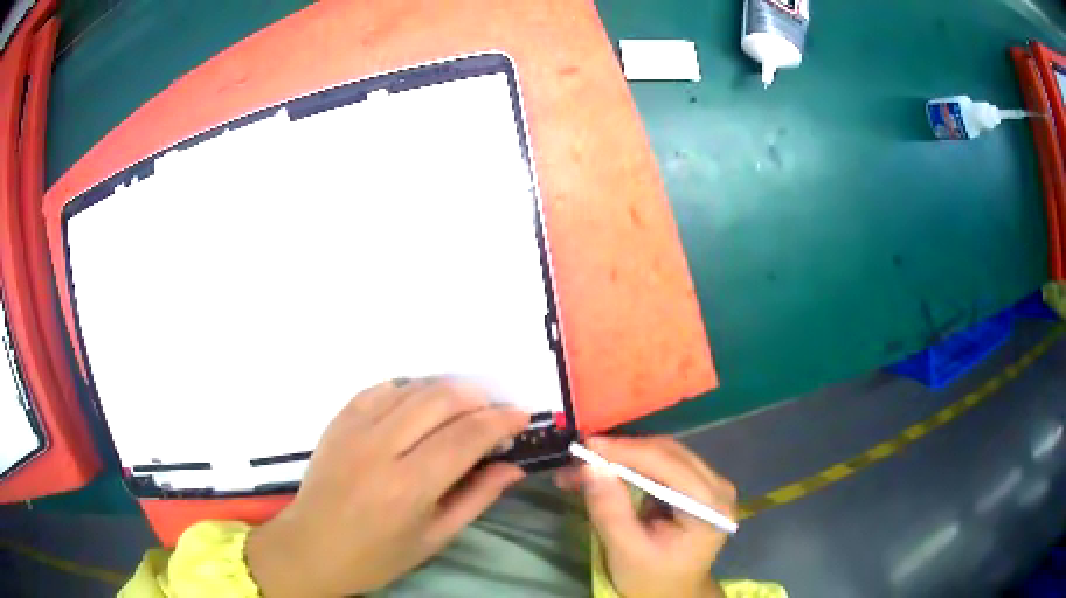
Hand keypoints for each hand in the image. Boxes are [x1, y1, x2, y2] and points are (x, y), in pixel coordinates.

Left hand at [245, 379, 529, 596]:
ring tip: (463, 409)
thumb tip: (513, 466)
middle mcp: (381, 449)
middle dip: (478, 398)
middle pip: (441, 400)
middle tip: (494, 413)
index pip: (466, 437)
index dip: (500, 421)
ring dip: (447, 391)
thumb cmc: (378, 555)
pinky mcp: (338, 420)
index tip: (521, 417)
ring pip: (412, 387)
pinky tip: (420, 405)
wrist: (312, 547)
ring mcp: (354, 429)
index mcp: (409, 487)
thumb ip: (477, 497)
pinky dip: (409, 389)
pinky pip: (381, 388)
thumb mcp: (435, 537)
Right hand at [555, 436, 736, 597]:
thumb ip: (610, 510)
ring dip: (624, 456)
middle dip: (621, 452)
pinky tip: (606, 469)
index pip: (669, 465)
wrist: (672, 593)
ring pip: (663, 453)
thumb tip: (591, 466)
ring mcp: (711, 483)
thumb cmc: (652, 578)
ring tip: (584, 465)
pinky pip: (663, 463)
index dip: (628, 451)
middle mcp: (718, 486)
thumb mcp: (626, 551)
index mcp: (710, 506)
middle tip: (579, 457)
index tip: (587, 447)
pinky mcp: (698, 485)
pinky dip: (632, 465)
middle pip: (668, 453)